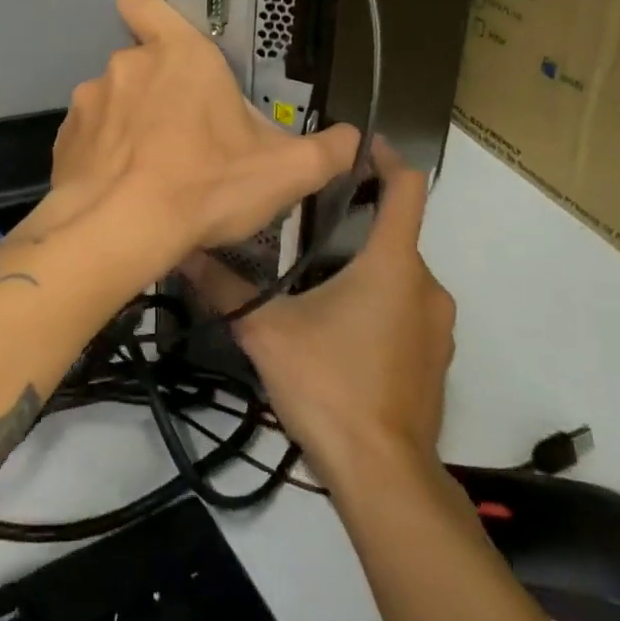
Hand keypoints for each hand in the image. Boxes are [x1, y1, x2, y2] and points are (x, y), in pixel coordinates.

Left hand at [49, 0, 356, 266]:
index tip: (158, 38)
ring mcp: (88, 101)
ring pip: (113, 104)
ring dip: (130, 126)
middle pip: (142, 66)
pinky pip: (89, 138)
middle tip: (186, 140)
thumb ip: (327, 151)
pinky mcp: (63, 140)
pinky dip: (103, 156)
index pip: (146, 5)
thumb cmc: (206, 185)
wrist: (120, 230)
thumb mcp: (284, 172)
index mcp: (179, 55)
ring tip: (152, 172)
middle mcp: (126, 66)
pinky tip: (121, 189)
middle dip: (160, 95)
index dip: (147, 13)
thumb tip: (354, 140)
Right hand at [182, 141, 454, 492]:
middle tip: (303, 219)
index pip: (406, 186)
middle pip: (396, 231)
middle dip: (355, 219)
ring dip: (363, 263)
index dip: (384, 157)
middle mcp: (425, 285)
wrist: (383, 475)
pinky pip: (406, 309)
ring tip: (311, 273)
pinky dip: (376, 300)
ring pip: (399, 274)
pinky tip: (334, 325)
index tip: (353, 145)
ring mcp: (436, 326)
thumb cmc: (329, 385)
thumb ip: (225, 287)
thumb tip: (182, 251)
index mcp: (393, 264)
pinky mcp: (434, 358)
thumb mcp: (266, 331)